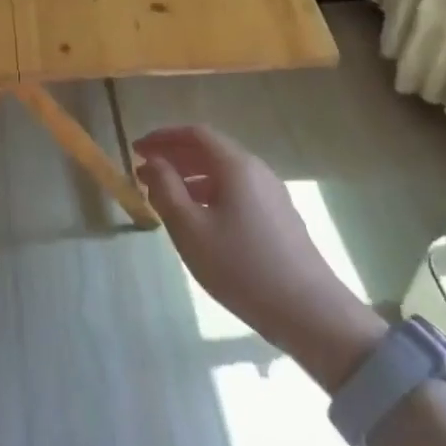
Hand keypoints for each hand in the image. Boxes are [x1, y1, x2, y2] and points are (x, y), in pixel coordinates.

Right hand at [134, 125, 385, 388]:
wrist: (308, 311)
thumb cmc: (241, 266)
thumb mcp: (191, 229)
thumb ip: (166, 189)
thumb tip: (152, 162)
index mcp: (236, 166)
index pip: (195, 134)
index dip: (163, 137)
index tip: (137, 148)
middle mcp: (257, 171)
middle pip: (210, 150)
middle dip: (174, 156)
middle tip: (144, 172)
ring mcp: (271, 194)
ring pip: (223, 173)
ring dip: (190, 177)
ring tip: (164, 196)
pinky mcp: (278, 217)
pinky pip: (236, 191)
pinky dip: (209, 193)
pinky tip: (197, 218)